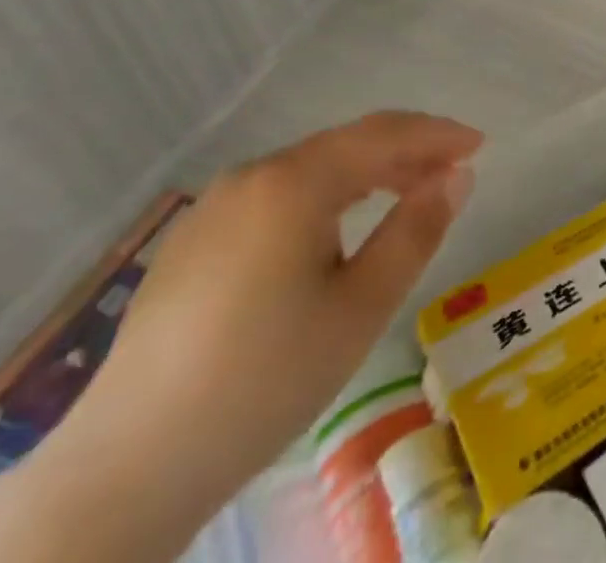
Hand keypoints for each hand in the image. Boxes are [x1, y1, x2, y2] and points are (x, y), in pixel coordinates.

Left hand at [63, 112, 480, 526]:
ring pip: (309, 170)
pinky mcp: (192, 241)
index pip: (383, 135)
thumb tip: (457, 176)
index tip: (479, 145)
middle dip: (405, 152)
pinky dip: (322, 197)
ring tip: (405, 194)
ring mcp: (215, 207)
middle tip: (452, 172)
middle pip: (345, 146)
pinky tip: (335, 229)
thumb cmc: (264, 380)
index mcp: (293, 182)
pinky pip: (276, 197)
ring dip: (365, 174)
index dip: (437, 134)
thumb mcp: (361, 308)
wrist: (126, 470)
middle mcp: (252, 176)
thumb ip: (416, 230)